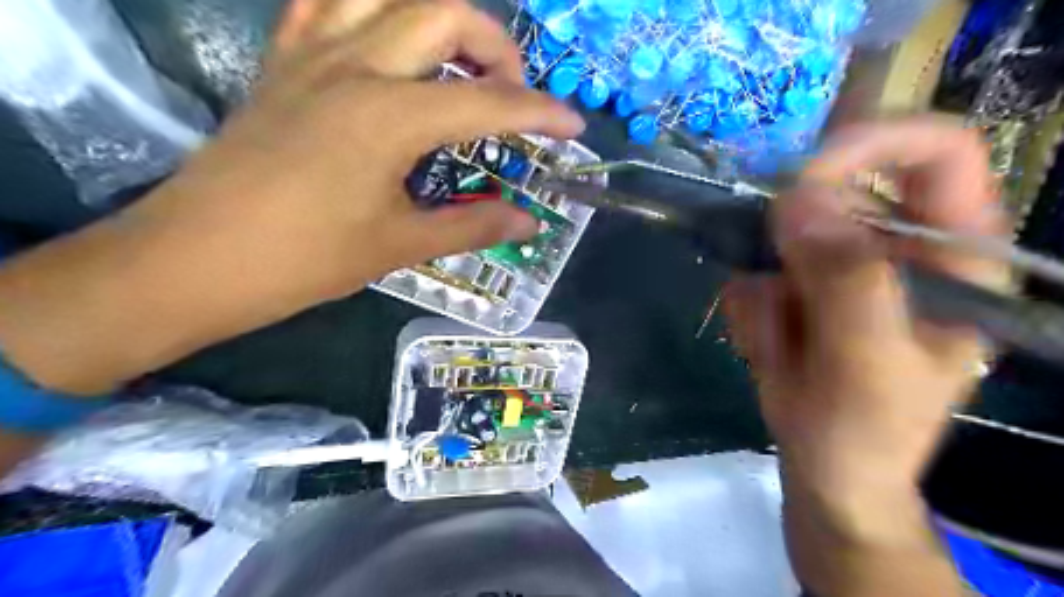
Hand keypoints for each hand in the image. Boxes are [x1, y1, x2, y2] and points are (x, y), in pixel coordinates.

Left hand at [0, 0, 584, 395]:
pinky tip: (388, 45)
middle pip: (444, 11)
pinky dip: (371, 11)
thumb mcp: (399, 245)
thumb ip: (472, 226)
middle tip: (512, 94)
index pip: (489, 101)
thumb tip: (528, 222)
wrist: (196, 259)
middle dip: (496, 47)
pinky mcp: (282, 63)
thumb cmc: (304, 259)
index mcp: (390, 116)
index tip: (573, 126)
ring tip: (458, 63)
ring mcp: (311, 55)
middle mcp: (355, 66)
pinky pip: (328, 4)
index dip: (540, 113)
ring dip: (436, 17)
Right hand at [728, 117, 1003, 573]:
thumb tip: (795, 203)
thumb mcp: (868, 364)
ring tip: (782, 350)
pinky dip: (746, 312)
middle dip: (786, 250)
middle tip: (779, 308)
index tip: (803, 179)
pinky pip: (746, 271)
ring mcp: (832, 263)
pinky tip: (769, 351)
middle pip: (829, 195)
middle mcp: (890, 244)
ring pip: (771, 239)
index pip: (937, 152)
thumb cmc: (868, 428)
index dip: (873, 144)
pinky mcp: (790, 282)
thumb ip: (845, 284)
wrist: (827, 465)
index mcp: (949, 252)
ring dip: (763, 296)